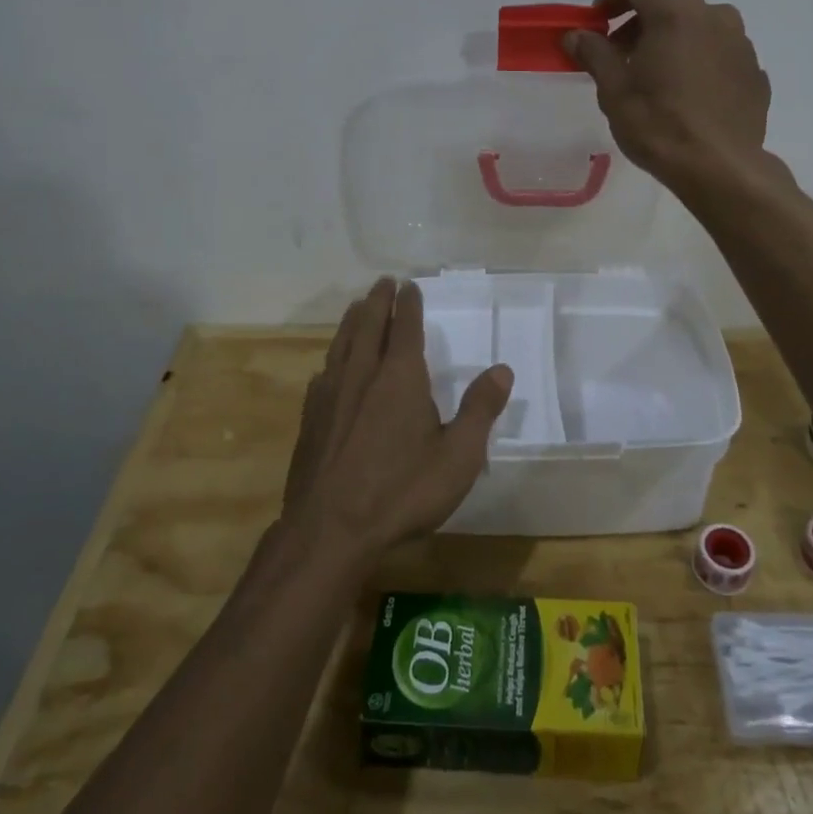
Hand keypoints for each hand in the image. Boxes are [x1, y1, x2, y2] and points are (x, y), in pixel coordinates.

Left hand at [283, 277, 514, 560]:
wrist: (329, 530)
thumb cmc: (401, 492)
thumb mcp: (457, 457)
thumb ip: (480, 410)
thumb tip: (502, 369)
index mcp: (400, 377)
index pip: (405, 327)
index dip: (409, 304)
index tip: (409, 285)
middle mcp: (362, 375)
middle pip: (369, 325)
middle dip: (378, 301)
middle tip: (382, 283)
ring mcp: (331, 395)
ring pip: (342, 344)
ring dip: (352, 321)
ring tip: (358, 308)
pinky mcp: (310, 419)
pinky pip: (323, 373)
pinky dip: (332, 358)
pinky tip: (330, 367)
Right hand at [564, 0, 772, 191]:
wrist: (720, 168)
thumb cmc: (658, 124)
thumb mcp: (614, 90)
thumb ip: (594, 53)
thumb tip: (575, 35)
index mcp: (676, 12)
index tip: (597, 22)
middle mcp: (715, 15)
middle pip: (671, 2)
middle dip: (641, 22)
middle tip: (620, 53)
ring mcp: (741, 43)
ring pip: (699, 27)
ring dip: (673, 40)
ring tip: (655, 76)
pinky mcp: (755, 72)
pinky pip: (720, 55)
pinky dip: (699, 62)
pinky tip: (687, 95)